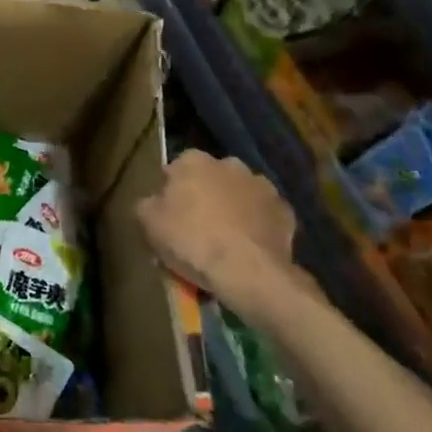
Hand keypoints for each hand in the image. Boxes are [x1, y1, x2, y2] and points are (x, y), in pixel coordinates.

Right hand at [136, 150, 297, 310]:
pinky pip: (262, 216)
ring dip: (231, 209)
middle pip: (209, 179)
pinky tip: (245, 248)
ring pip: (238, 195)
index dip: (169, 193)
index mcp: (193, 161)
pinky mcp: (285, 211)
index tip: (167, 215)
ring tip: (223, 241)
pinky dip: (254, 227)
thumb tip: (153, 202)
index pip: (174, 169)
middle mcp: (230, 164)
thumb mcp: (148, 223)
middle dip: (203, 196)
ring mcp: (262, 186)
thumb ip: (146, 204)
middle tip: (195, 227)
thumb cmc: (191, 240)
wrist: (248, 271)